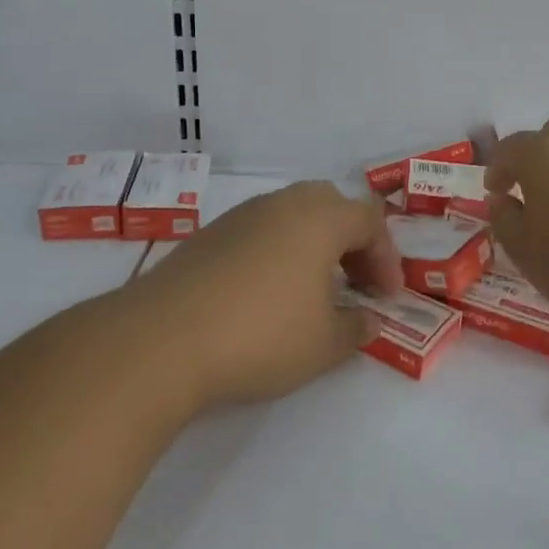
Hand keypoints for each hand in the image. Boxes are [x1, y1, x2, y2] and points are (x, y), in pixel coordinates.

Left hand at [132, 181, 401, 407]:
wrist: (162, 339)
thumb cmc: (260, 336)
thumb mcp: (323, 344)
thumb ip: (356, 328)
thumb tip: (370, 319)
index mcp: (319, 219)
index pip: (369, 221)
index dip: (387, 257)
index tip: (387, 298)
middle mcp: (282, 205)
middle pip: (331, 205)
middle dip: (351, 241)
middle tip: (356, 281)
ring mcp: (241, 215)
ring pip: (292, 214)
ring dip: (314, 244)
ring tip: (313, 289)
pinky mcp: (209, 235)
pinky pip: (259, 230)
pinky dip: (278, 251)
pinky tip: (266, 293)